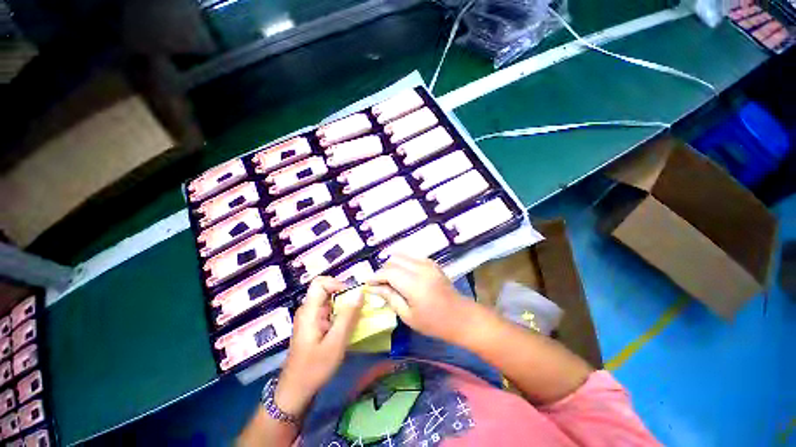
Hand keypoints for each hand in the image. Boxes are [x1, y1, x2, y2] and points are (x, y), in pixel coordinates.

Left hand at [276, 277, 362, 416]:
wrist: (296, 391)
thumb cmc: (314, 368)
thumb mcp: (336, 342)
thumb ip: (348, 316)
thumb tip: (359, 292)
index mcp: (309, 311)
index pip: (320, 283)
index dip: (337, 283)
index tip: (351, 296)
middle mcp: (308, 310)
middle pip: (325, 290)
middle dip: (344, 295)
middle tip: (357, 307)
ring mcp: (309, 318)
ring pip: (328, 300)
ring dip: (343, 305)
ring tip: (355, 317)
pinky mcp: (313, 325)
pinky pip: (328, 311)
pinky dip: (340, 313)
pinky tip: (346, 327)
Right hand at [368, 255, 477, 341]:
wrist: (461, 317)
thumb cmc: (434, 323)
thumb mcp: (408, 315)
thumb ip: (389, 297)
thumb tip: (372, 288)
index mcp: (414, 284)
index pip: (388, 272)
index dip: (375, 276)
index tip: (367, 283)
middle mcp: (421, 268)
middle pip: (394, 260)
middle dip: (383, 270)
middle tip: (379, 284)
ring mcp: (428, 263)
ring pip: (402, 255)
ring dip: (392, 265)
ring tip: (390, 279)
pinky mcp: (432, 263)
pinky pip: (412, 257)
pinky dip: (403, 263)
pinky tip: (404, 275)